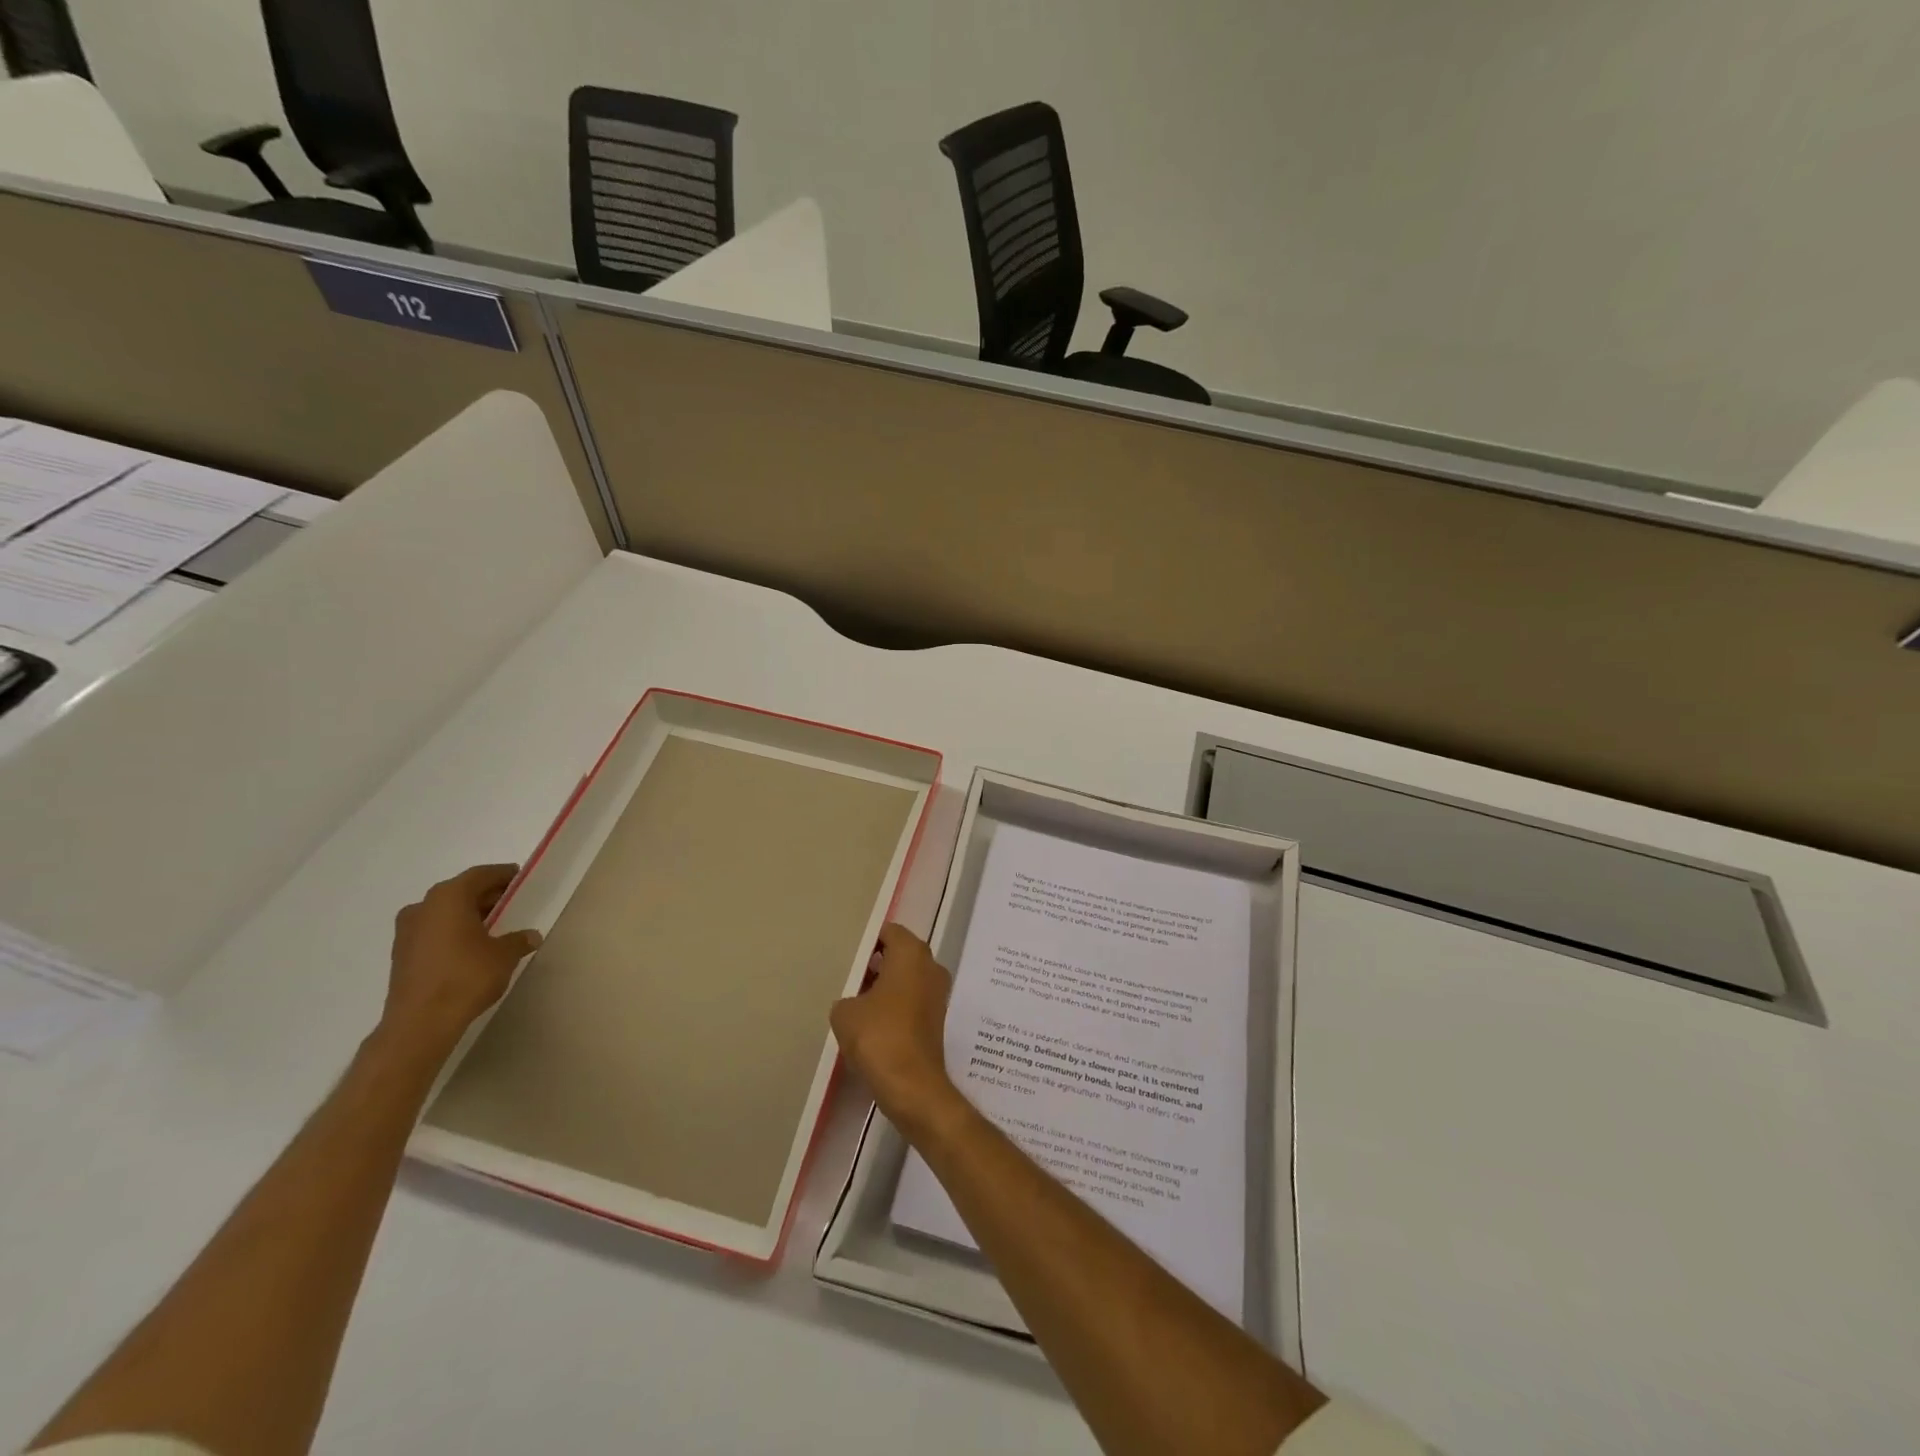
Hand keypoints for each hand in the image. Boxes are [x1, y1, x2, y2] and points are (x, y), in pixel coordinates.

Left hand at [380, 864, 541, 1053]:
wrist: (420, 1023)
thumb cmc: (466, 977)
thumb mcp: (504, 955)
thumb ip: (518, 940)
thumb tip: (530, 936)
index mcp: (448, 897)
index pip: (480, 875)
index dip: (502, 874)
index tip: (520, 878)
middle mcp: (423, 907)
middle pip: (460, 891)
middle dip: (486, 895)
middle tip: (511, 902)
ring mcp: (407, 931)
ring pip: (444, 912)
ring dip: (468, 914)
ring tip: (493, 925)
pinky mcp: (402, 954)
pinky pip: (433, 931)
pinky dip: (453, 931)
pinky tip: (471, 946)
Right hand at [830, 923, 959, 1137]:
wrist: (912, 1085)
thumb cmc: (878, 1036)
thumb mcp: (845, 1012)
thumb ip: (847, 997)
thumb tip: (855, 1003)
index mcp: (911, 953)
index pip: (890, 932)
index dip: (869, 941)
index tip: (850, 954)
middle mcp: (930, 967)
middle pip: (901, 954)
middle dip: (877, 962)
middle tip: (850, 976)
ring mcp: (938, 993)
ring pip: (907, 978)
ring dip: (886, 986)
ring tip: (857, 1001)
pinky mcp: (937, 1019)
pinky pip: (912, 1000)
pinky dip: (895, 1005)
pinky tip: (872, 1022)